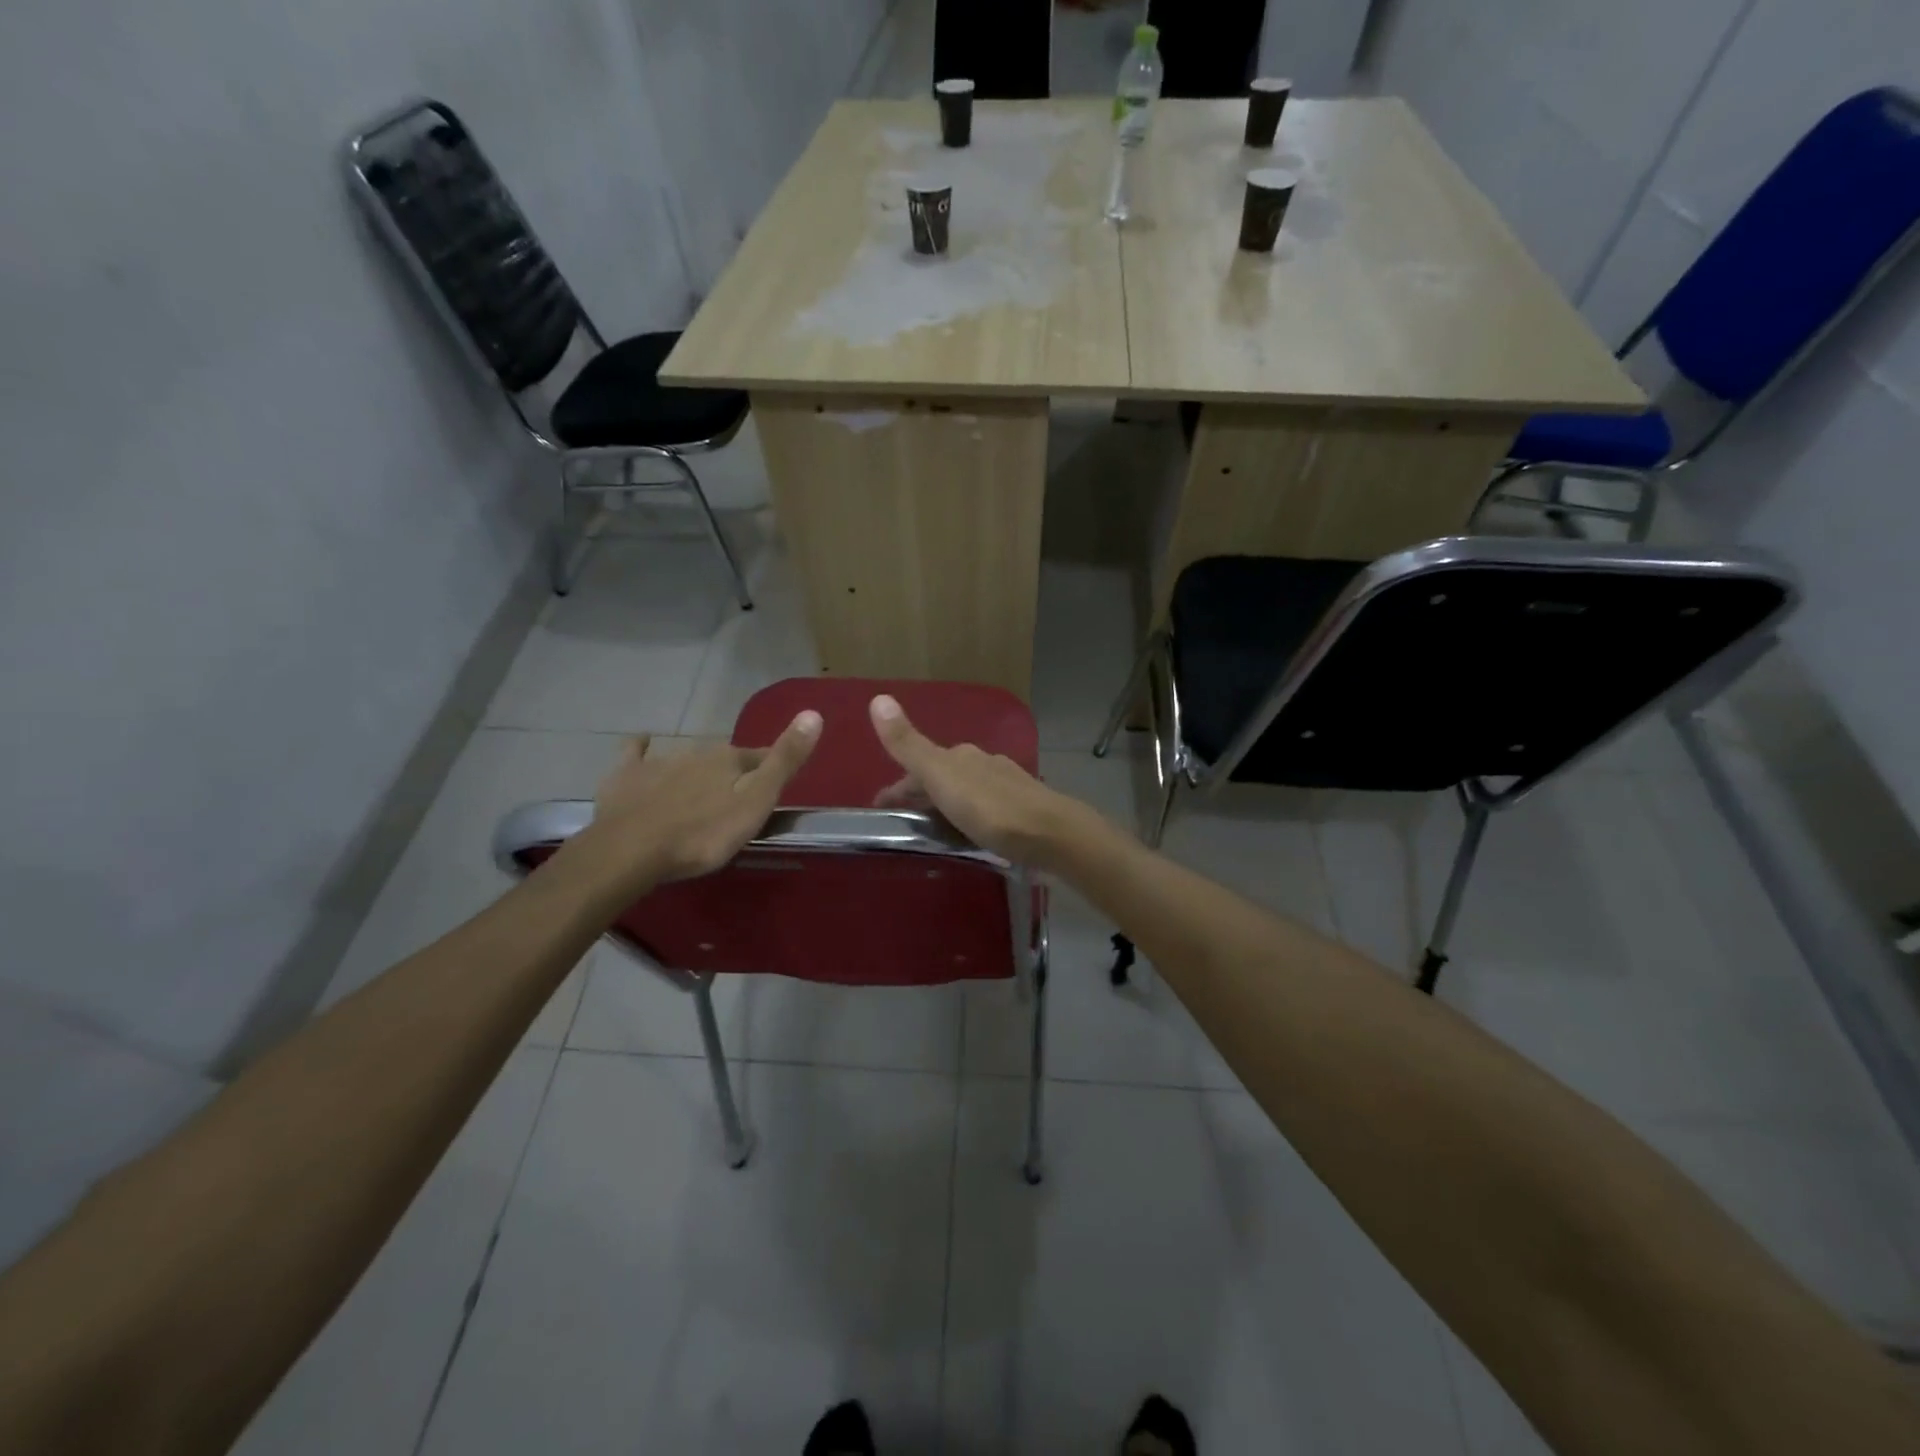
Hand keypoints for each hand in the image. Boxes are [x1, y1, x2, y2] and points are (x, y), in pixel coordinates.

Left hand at [576, 712, 821, 892]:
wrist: (630, 850)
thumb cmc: (703, 834)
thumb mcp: (756, 802)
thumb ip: (784, 761)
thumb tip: (814, 713)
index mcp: (730, 760)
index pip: (760, 757)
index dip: (771, 769)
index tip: (776, 786)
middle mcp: (697, 752)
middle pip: (723, 761)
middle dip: (732, 774)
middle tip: (736, 799)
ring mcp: (659, 762)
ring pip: (686, 760)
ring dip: (696, 771)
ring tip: (699, 793)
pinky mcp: (626, 776)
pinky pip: (636, 753)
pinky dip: (641, 748)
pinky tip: (642, 743)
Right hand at [869, 694, 1095, 866]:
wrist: (1052, 834)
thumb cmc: (990, 807)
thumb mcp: (940, 776)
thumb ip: (908, 744)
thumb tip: (878, 697)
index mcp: (960, 756)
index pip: (919, 764)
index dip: (897, 785)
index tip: (880, 807)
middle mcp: (983, 764)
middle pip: (943, 777)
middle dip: (921, 794)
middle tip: (903, 823)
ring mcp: (1005, 786)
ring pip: (965, 792)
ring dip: (946, 806)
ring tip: (933, 833)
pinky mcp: (1022, 810)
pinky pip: (985, 809)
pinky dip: (970, 818)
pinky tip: (971, 834)